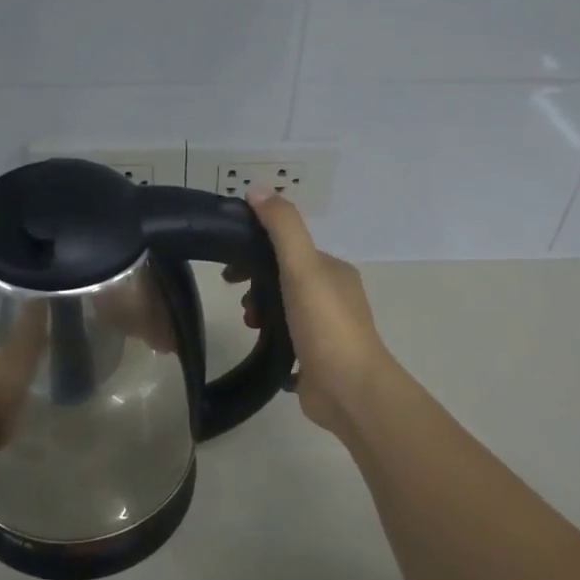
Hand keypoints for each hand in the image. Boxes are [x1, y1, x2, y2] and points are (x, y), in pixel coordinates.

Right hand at [239, 189, 393, 435]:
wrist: (350, 389)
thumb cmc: (325, 324)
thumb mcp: (301, 267)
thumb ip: (282, 227)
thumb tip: (256, 190)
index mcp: (332, 271)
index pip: (289, 249)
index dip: (256, 252)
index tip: (229, 270)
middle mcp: (333, 296)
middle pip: (284, 279)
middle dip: (256, 285)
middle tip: (238, 299)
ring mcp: (327, 330)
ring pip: (284, 310)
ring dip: (262, 312)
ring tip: (250, 324)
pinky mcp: (318, 359)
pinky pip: (288, 340)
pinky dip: (271, 339)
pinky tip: (261, 346)